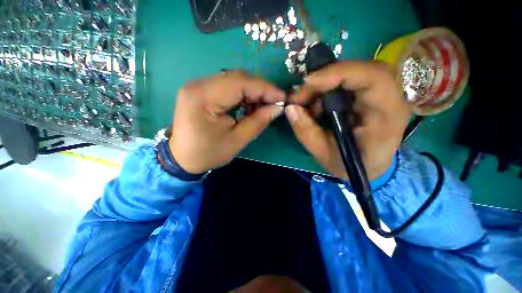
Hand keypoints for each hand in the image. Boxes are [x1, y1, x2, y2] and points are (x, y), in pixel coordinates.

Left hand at [170, 71, 284, 173]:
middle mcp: (198, 84)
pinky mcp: (201, 90)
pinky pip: (227, 86)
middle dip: (260, 89)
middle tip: (274, 102)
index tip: (282, 98)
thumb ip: (258, 122)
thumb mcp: (236, 141)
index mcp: (204, 97)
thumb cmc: (208, 153)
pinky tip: (249, 104)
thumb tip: (277, 108)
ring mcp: (198, 85)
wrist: (182, 158)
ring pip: (233, 80)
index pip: (241, 83)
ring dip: (252, 91)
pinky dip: (242, 93)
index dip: (265, 89)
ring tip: (264, 104)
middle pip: (237, 78)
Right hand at [286, 61, 410, 179]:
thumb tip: (290, 108)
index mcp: (387, 117)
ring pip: (354, 72)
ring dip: (326, 84)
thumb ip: (306, 132)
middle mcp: (391, 99)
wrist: (370, 166)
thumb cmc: (351, 165)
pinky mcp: (372, 94)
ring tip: (308, 103)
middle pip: (362, 69)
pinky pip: (349, 80)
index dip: (339, 73)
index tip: (308, 84)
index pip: (373, 78)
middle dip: (326, 78)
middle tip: (302, 95)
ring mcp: (383, 94)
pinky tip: (318, 105)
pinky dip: (328, 88)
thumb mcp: (323, 154)